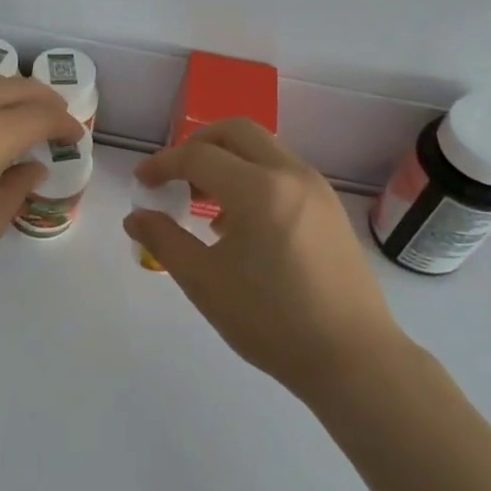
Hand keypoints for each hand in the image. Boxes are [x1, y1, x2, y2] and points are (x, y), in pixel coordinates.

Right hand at [123, 119, 405, 403]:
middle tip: (176, 176)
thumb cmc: (272, 321)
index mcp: (258, 188)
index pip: (198, 156)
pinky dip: (254, 176)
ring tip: (207, 202)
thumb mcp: (205, 282)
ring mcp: (316, 188)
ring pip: (264, 148)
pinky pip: (283, 171)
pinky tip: (242, 223)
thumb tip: (136, 216)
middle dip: (198, 144)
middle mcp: (290, 174)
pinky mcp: (330, 208)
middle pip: (236, 131)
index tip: (142, 181)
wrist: (354, 359)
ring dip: (229, 159)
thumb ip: (165, 241)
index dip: (163, 164)